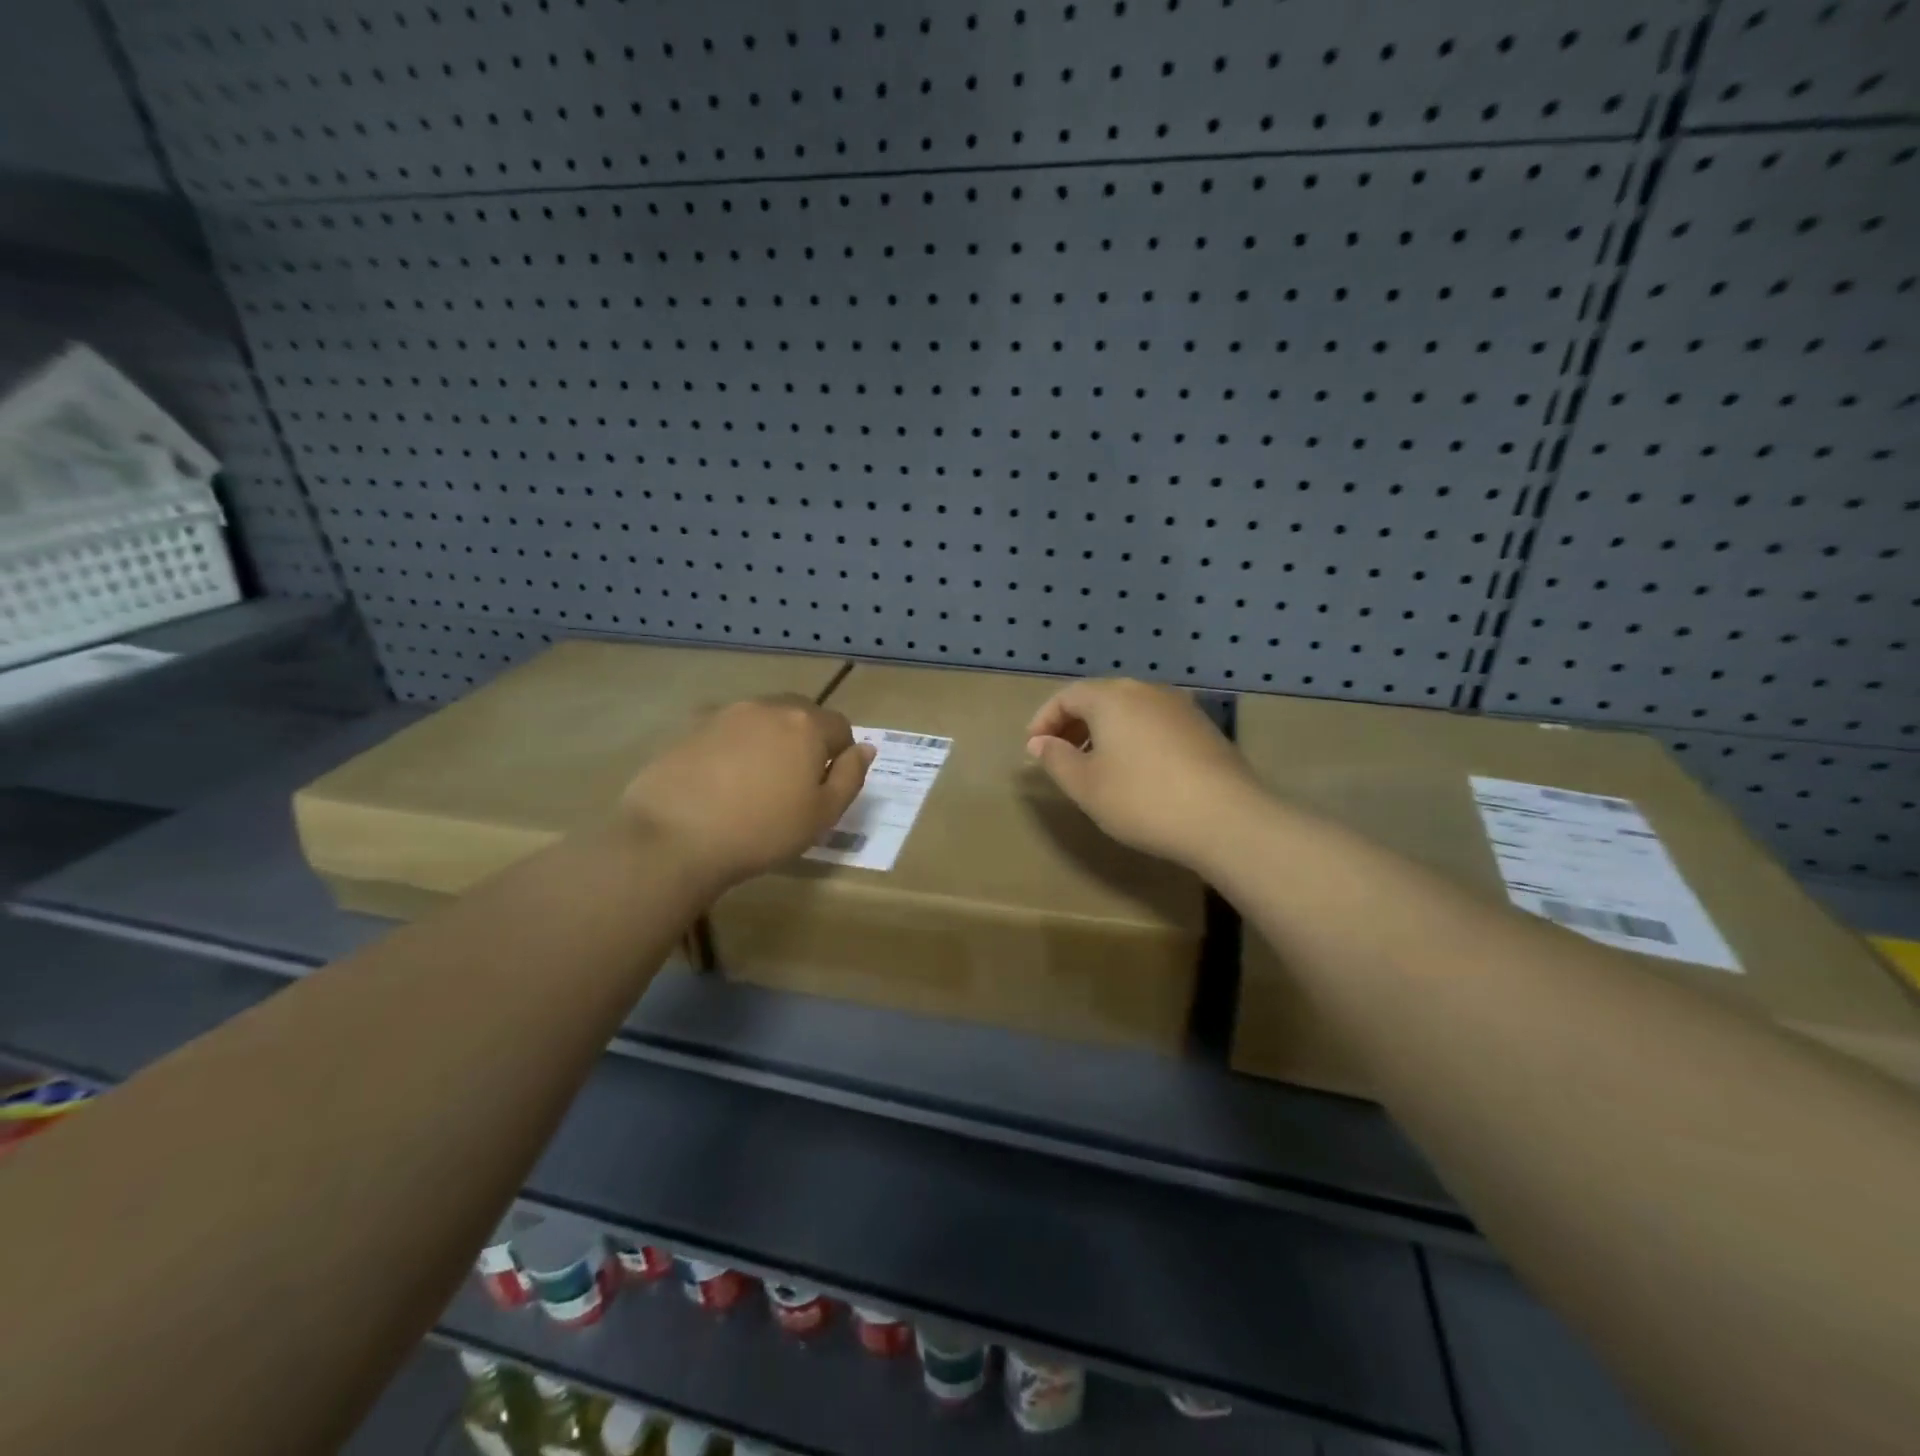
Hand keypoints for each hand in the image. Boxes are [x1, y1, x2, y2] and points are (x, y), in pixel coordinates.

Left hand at [622, 695, 874, 889]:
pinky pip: (728, 730)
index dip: (840, 757)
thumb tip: (865, 749)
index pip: (840, 727)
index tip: (824, 789)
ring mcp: (726, 714)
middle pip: (801, 715)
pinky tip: (721, 781)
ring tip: (755, 783)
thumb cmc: (761, 831)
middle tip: (793, 785)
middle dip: (806, 742)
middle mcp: (768, 707)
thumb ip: (851, 777)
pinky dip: (734, 747)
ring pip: (763, 720)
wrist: (674, 837)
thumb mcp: (822, 815)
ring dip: (769, 741)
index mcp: (806, 725)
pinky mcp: (691, 727)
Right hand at [1026, 678, 1262, 868]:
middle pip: (1100, 698)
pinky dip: (1134, 739)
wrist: (1226, 818)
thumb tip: (1040, 742)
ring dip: (1105, 732)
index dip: (1044, 720)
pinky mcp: (1203, 728)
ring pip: (1130, 711)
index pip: (1067, 696)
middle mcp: (1146, 691)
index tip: (1034, 749)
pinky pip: (1155, 724)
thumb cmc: (1142, 799)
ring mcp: (1180, 707)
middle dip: (1074, 724)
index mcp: (1112, 697)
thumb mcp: (1086, 785)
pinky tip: (1136, 772)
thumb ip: (1056, 759)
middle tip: (1060, 756)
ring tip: (1096, 766)